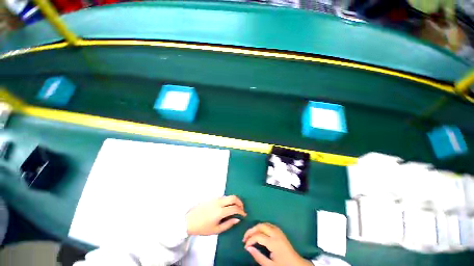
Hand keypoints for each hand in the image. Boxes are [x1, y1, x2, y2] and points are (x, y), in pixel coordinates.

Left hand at [185, 195, 246, 235]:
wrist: (190, 220)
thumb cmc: (203, 227)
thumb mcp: (216, 230)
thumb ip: (228, 224)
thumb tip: (237, 219)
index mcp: (220, 211)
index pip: (234, 208)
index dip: (241, 211)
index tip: (244, 215)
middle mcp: (219, 202)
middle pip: (233, 197)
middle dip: (240, 202)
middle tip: (242, 209)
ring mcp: (216, 198)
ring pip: (229, 196)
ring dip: (234, 200)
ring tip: (236, 208)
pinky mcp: (213, 197)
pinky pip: (224, 197)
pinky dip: (229, 200)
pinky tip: (228, 206)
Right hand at [243, 223, 311, 265]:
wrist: (297, 264)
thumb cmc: (283, 265)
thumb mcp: (270, 265)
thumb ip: (258, 256)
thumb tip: (248, 248)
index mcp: (274, 242)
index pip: (258, 236)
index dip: (250, 240)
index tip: (245, 246)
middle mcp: (276, 233)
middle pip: (260, 226)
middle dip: (251, 230)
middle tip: (245, 237)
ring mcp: (278, 231)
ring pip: (264, 223)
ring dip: (256, 227)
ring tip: (250, 235)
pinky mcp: (280, 231)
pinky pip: (268, 225)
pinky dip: (262, 227)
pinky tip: (259, 232)